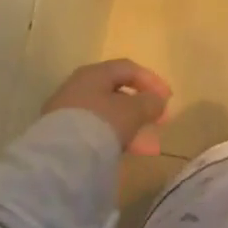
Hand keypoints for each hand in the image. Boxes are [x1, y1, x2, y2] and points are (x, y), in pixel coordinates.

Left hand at [42, 58, 172, 156]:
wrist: (60, 159)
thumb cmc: (101, 122)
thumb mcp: (134, 110)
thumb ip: (150, 103)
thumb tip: (157, 102)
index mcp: (94, 73)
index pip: (128, 69)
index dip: (151, 81)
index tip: (167, 99)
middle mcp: (78, 88)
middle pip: (117, 94)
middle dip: (142, 109)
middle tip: (159, 122)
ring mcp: (67, 113)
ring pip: (107, 116)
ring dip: (131, 128)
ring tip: (149, 148)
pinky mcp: (62, 137)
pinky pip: (95, 132)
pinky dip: (114, 139)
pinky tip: (127, 153)